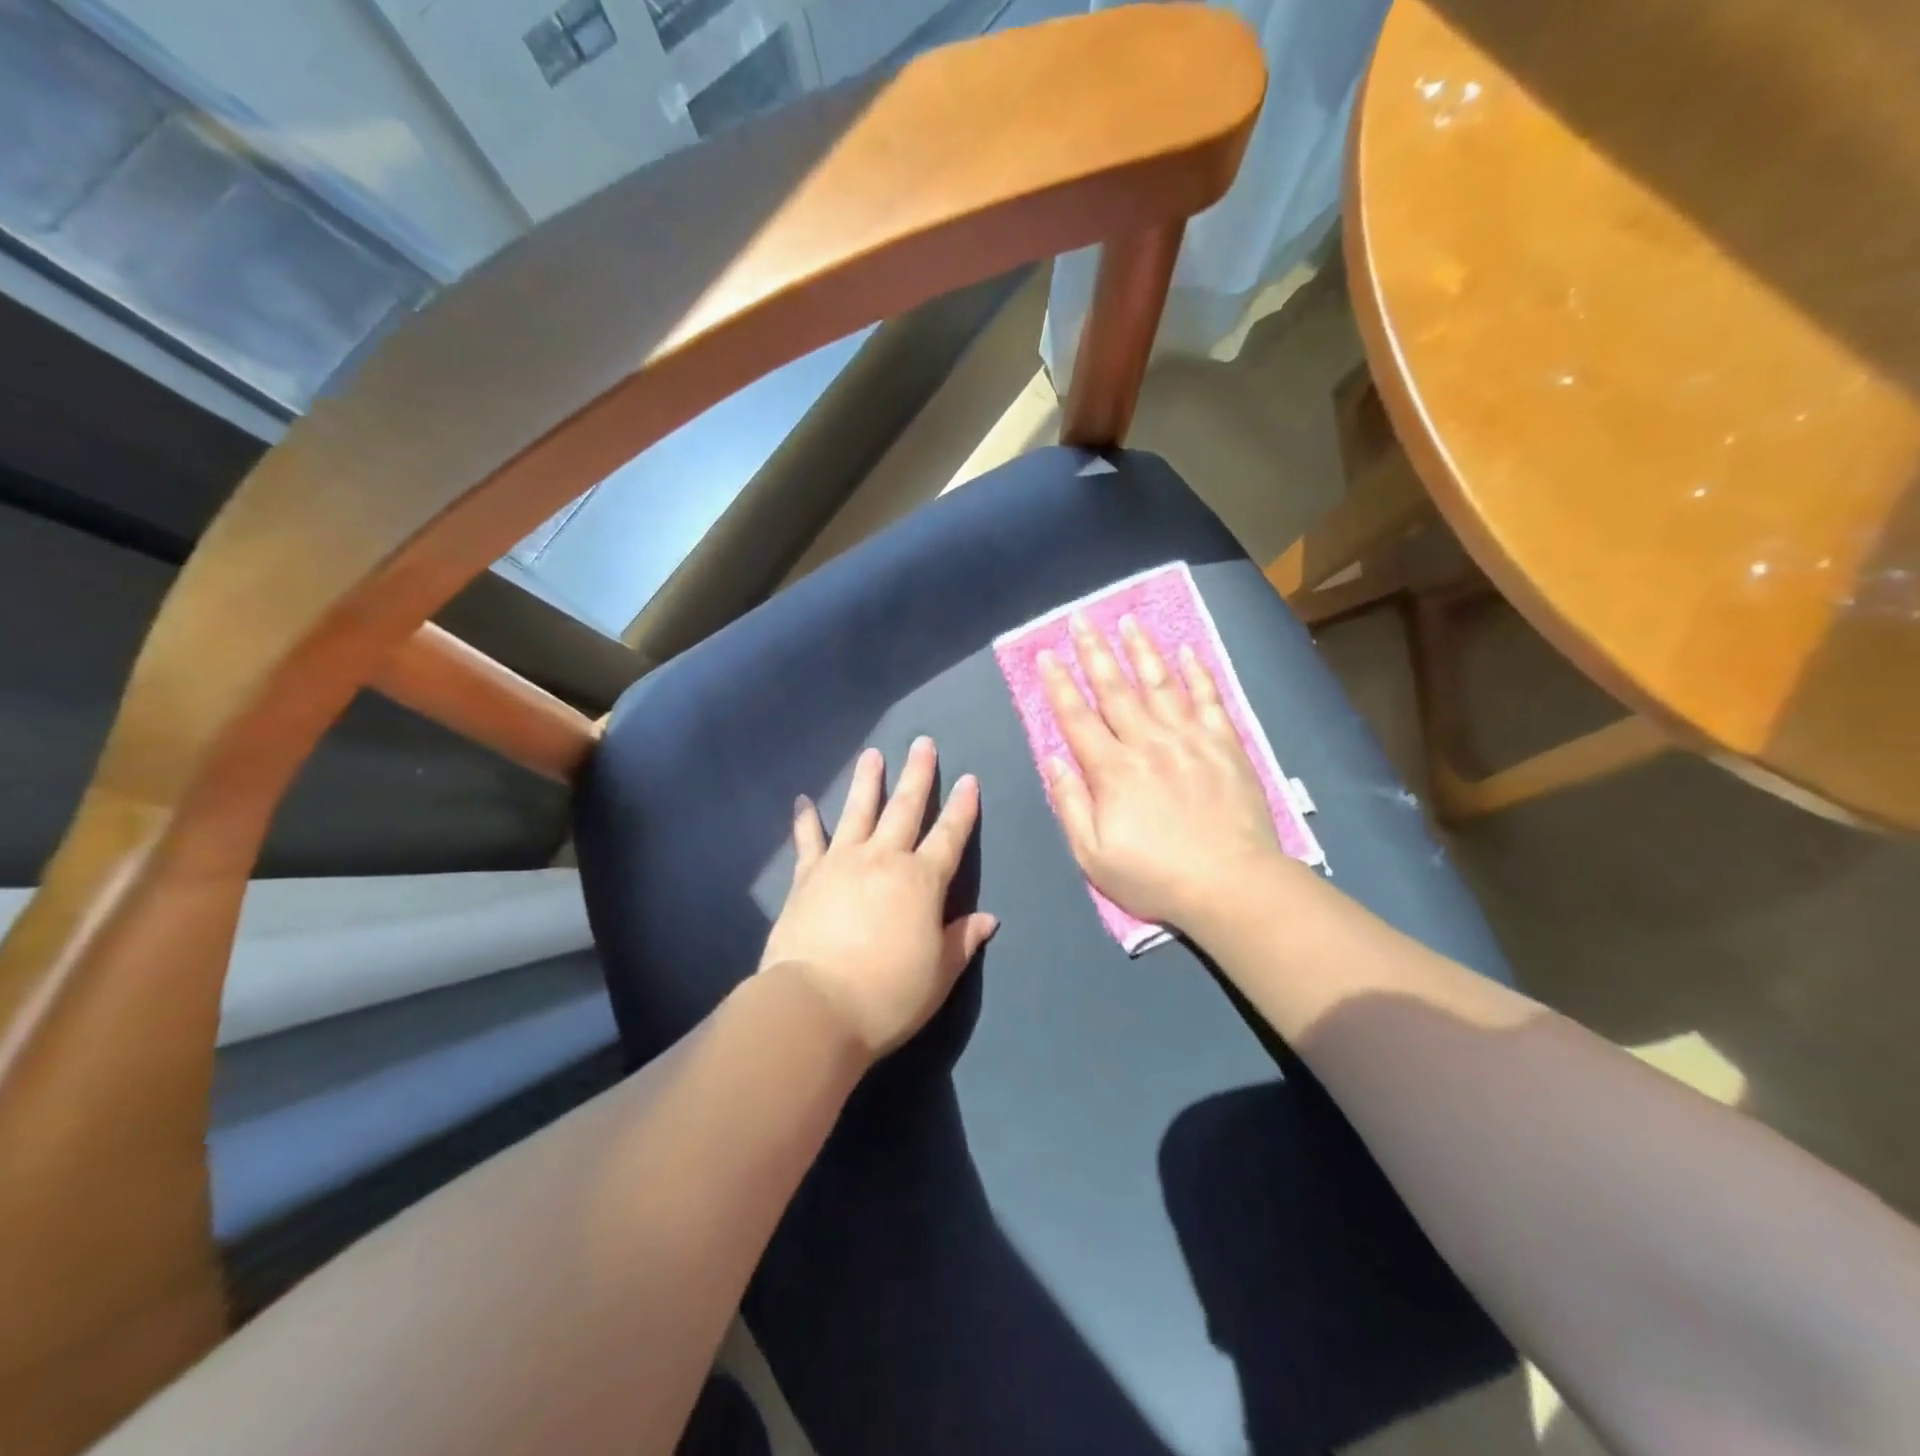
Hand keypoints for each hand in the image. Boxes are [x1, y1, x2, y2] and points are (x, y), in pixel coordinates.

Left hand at [760, 737, 996, 1058]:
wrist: (815, 1006)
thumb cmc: (887, 994)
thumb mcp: (939, 974)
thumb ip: (963, 940)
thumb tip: (988, 918)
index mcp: (923, 881)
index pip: (950, 836)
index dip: (962, 808)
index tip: (969, 779)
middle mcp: (884, 859)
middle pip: (905, 808)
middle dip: (918, 774)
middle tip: (922, 743)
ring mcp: (842, 862)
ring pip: (859, 811)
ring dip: (868, 781)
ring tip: (873, 754)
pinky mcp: (807, 876)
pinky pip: (808, 840)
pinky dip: (805, 819)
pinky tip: (802, 800)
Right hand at [1039, 612, 1283, 929]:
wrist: (1231, 885)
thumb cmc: (1155, 876)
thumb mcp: (1093, 855)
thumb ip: (1070, 804)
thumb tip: (1052, 758)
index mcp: (1112, 771)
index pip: (1077, 718)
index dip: (1058, 684)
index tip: (1046, 654)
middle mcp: (1147, 743)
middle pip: (1115, 689)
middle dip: (1094, 652)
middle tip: (1081, 618)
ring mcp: (1189, 739)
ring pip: (1159, 683)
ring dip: (1141, 650)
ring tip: (1128, 620)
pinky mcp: (1224, 744)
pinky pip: (1208, 699)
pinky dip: (1197, 673)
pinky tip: (1187, 651)